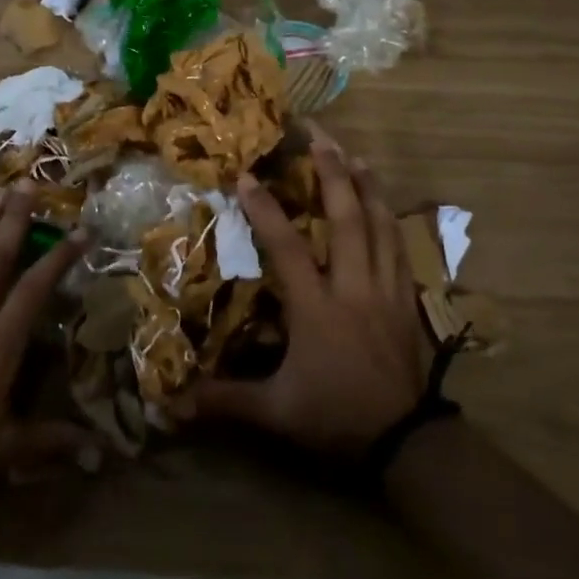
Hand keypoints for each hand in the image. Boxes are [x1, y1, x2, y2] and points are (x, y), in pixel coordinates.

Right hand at [185, 131, 428, 455]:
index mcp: (317, 308)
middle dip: (333, 174)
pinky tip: (384, 206)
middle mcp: (353, 287)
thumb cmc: (335, 416)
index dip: (266, 210)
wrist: (405, 440)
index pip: (288, 247)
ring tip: (356, 156)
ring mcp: (386, 290)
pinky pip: (400, 249)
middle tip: (320, 137)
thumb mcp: (275, 412)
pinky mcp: (406, 300)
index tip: (248, 176)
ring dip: (367, 187)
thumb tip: (172, 402)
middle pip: (347, 219)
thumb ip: (225, 399)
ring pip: (381, 226)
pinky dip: (390, 220)